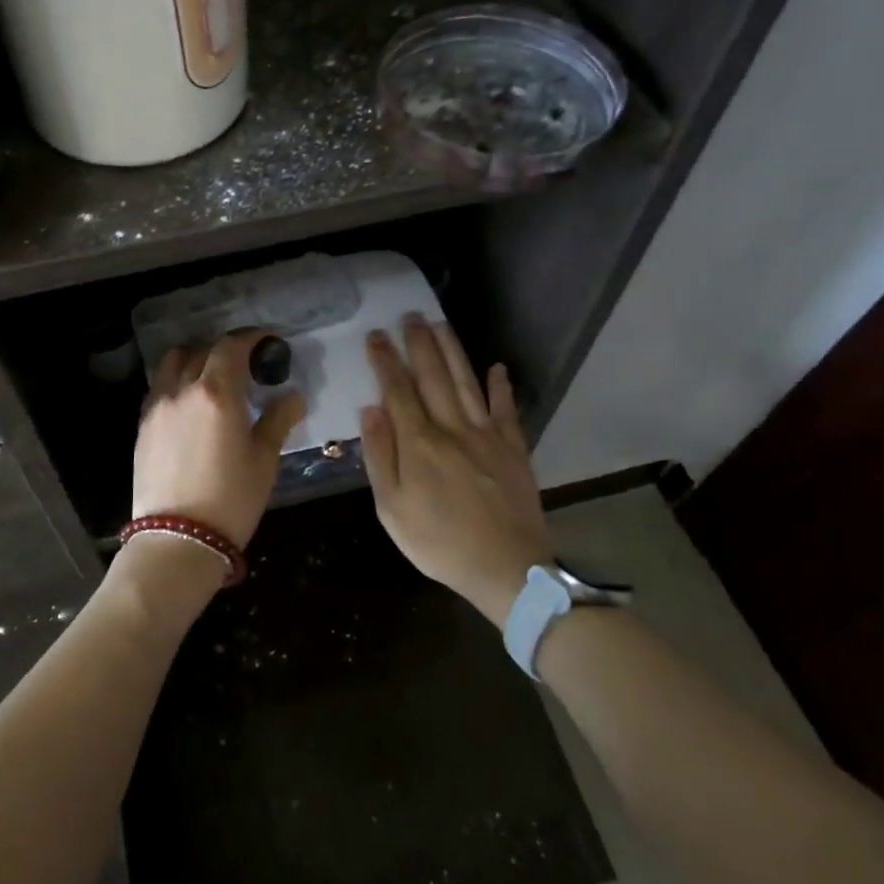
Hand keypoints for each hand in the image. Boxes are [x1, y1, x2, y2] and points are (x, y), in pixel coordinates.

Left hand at [131, 330, 305, 547]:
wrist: (177, 540)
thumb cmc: (231, 500)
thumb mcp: (264, 460)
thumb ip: (278, 420)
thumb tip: (292, 397)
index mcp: (216, 393)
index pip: (232, 347)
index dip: (251, 339)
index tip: (267, 343)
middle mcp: (182, 390)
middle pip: (202, 351)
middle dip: (226, 351)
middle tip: (246, 365)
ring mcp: (157, 407)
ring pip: (173, 364)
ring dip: (195, 360)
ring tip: (213, 379)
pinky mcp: (142, 426)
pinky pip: (159, 388)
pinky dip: (177, 383)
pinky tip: (190, 404)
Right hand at [361, 317, 549, 625]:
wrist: (506, 568)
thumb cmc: (439, 543)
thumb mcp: (393, 509)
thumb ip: (381, 457)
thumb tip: (370, 410)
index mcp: (419, 443)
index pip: (398, 391)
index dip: (386, 361)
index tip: (376, 335)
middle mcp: (452, 428)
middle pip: (433, 377)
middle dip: (418, 344)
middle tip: (409, 316)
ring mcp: (487, 435)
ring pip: (466, 383)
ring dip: (452, 351)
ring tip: (440, 324)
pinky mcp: (514, 448)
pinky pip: (506, 409)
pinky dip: (501, 386)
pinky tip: (496, 367)